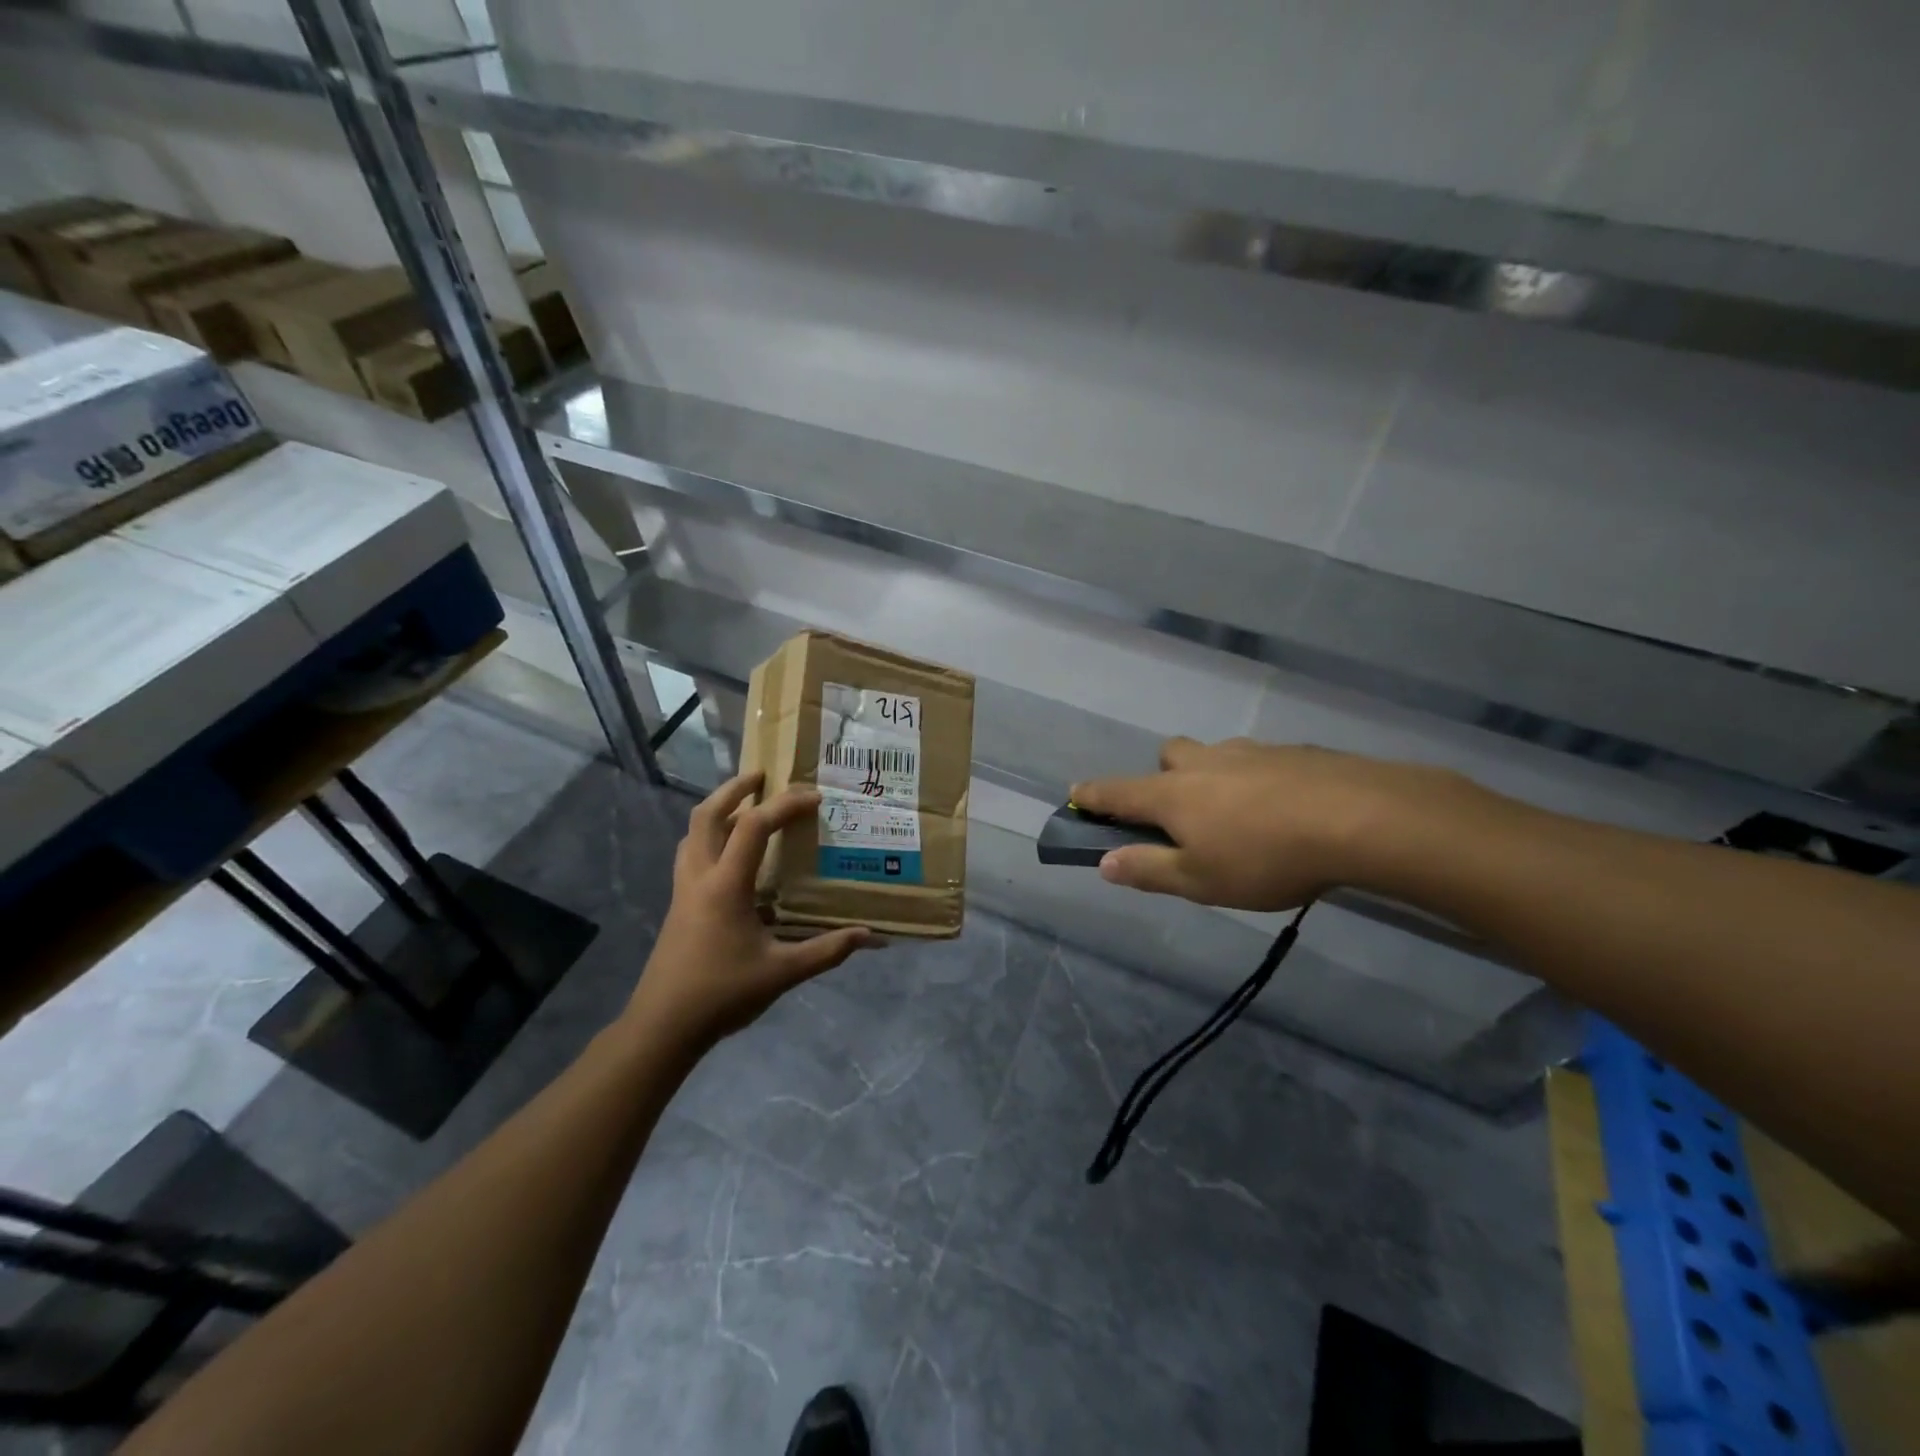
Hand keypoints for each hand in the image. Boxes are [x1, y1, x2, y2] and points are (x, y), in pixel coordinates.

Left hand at [628, 771, 875, 1048]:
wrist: (662, 1026)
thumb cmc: (722, 993)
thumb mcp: (782, 973)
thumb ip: (827, 950)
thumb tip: (871, 936)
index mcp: (725, 885)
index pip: (754, 826)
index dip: (785, 805)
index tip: (814, 798)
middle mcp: (699, 877)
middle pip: (707, 814)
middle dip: (734, 789)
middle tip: (762, 776)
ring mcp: (683, 891)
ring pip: (692, 833)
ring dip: (718, 810)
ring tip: (745, 806)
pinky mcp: (678, 906)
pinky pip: (690, 854)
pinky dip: (709, 837)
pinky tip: (730, 855)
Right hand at [1071, 737, 1469, 910]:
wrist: (1359, 818)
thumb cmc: (1265, 857)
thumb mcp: (1200, 881)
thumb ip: (1148, 870)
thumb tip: (1104, 863)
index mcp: (1173, 794)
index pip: (1118, 791)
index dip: (1093, 795)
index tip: (1076, 793)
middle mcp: (1205, 763)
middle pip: (1168, 754)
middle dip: (1163, 776)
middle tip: (1182, 812)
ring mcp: (1250, 752)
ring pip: (1216, 754)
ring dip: (1212, 776)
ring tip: (1239, 815)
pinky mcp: (1293, 753)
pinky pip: (1259, 761)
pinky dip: (1256, 780)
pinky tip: (1284, 809)